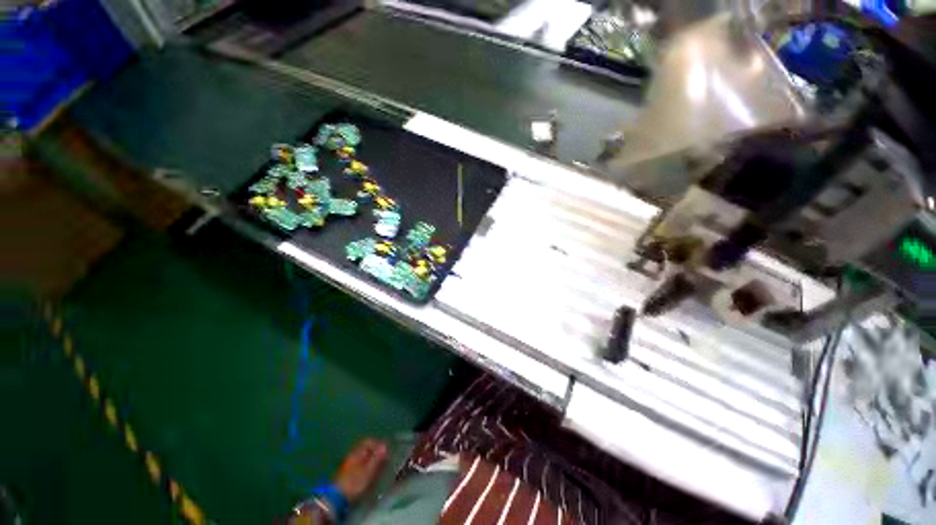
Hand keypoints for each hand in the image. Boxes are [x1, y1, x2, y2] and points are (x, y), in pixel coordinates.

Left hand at [334, 438, 387, 502]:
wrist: (335, 499)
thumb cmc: (354, 483)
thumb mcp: (369, 470)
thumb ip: (377, 457)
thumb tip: (385, 445)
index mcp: (357, 452)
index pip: (369, 441)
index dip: (378, 445)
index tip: (385, 454)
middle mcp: (352, 455)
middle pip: (366, 450)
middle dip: (375, 455)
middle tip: (383, 464)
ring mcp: (347, 465)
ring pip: (362, 459)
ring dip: (371, 464)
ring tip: (377, 473)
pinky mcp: (345, 476)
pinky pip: (358, 468)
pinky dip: (365, 471)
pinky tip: (368, 479)